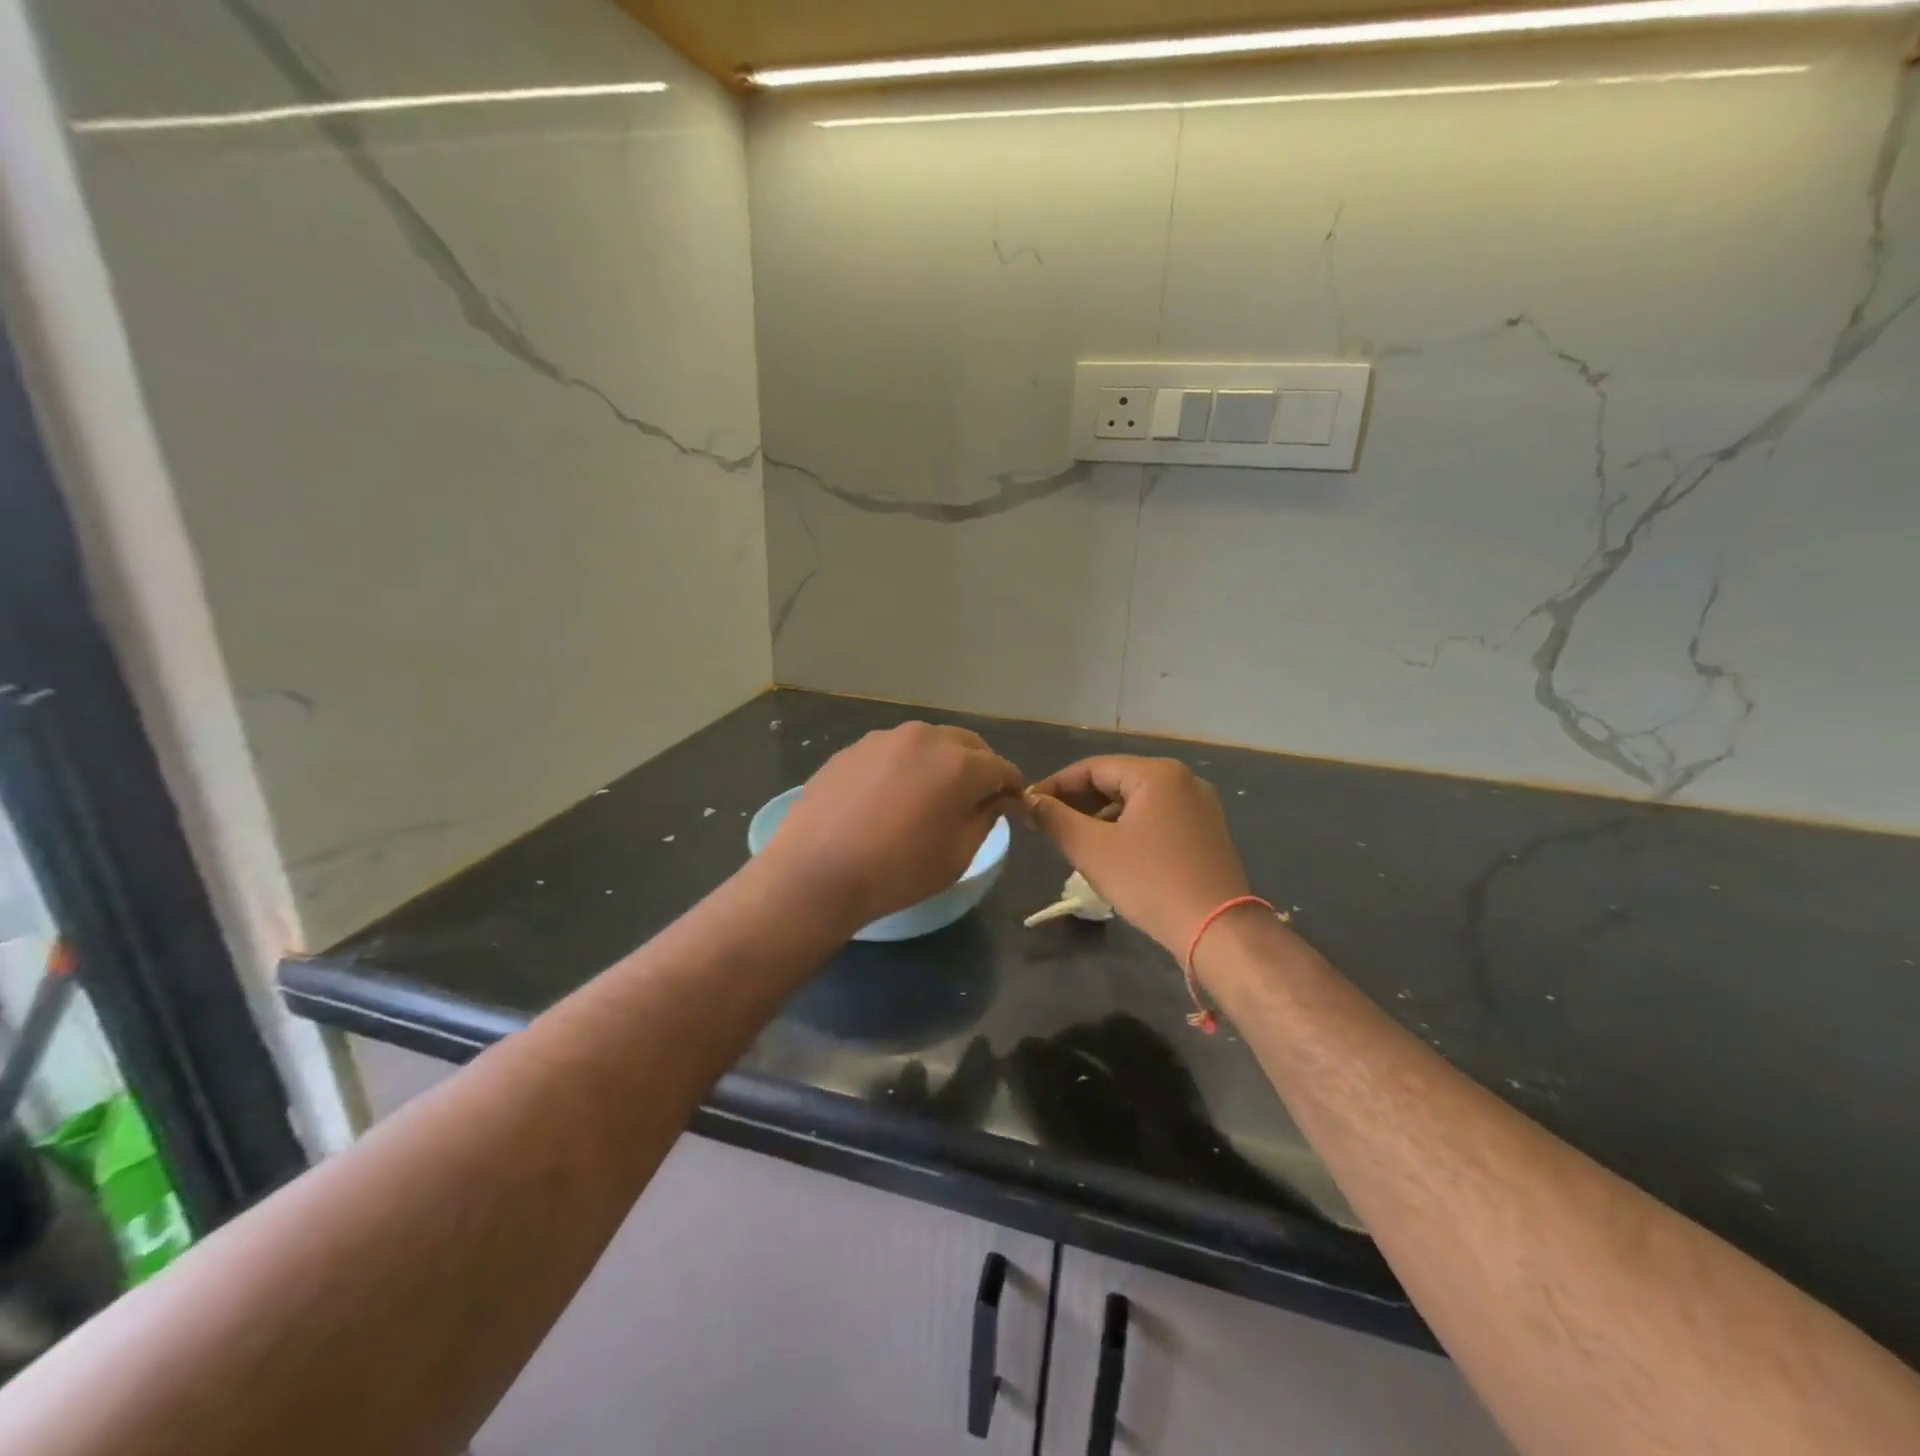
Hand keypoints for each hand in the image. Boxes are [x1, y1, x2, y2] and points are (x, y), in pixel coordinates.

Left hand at [757, 723, 1023, 933]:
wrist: (814, 873)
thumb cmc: (897, 871)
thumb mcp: (957, 854)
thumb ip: (986, 817)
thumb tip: (997, 798)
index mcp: (958, 764)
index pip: (1001, 767)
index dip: (1012, 788)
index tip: (1012, 808)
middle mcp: (924, 738)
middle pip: (967, 745)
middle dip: (979, 768)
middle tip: (975, 799)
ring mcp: (883, 739)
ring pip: (927, 743)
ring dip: (940, 763)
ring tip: (929, 797)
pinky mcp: (852, 749)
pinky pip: (893, 752)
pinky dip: (904, 767)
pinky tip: (889, 798)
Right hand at [1026, 756, 1250, 957]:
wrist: (1218, 931)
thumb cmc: (1151, 882)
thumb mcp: (1092, 850)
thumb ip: (1055, 819)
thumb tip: (1029, 801)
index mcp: (1157, 774)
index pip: (1092, 768)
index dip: (1055, 785)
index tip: (1028, 806)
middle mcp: (1183, 780)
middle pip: (1116, 781)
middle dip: (1078, 802)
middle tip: (1046, 824)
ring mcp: (1199, 806)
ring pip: (1136, 802)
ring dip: (1101, 817)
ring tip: (1073, 841)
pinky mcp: (1206, 832)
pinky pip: (1156, 818)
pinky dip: (1128, 829)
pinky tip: (1110, 852)